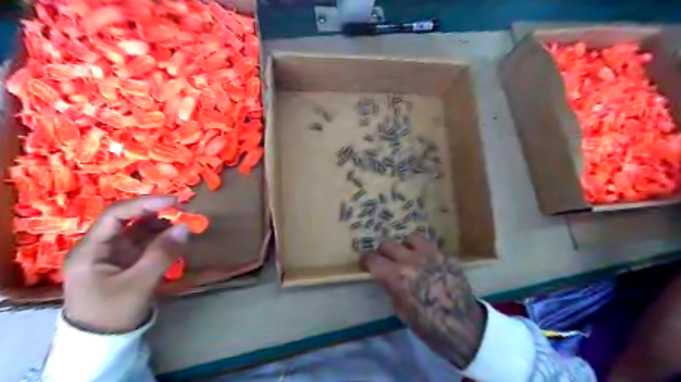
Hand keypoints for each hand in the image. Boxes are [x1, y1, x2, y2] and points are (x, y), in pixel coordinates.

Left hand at [63, 196, 187, 332]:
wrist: (102, 343)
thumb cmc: (113, 312)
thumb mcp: (139, 283)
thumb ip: (163, 253)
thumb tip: (186, 227)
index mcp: (91, 249)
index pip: (116, 215)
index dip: (145, 204)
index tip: (174, 201)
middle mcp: (100, 247)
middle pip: (127, 220)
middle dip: (155, 212)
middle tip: (182, 210)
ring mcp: (113, 255)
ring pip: (138, 231)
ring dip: (160, 225)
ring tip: (183, 225)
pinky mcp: (126, 263)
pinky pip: (145, 244)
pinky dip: (161, 239)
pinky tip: (176, 239)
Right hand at [359, 235, 486, 367]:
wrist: (464, 327)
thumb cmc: (429, 326)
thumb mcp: (402, 312)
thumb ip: (392, 288)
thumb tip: (387, 278)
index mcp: (398, 278)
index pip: (373, 260)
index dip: (365, 261)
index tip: (365, 264)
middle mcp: (411, 261)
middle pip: (388, 245)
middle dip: (382, 253)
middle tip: (384, 261)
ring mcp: (430, 255)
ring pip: (409, 239)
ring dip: (404, 247)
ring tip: (407, 256)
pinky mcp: (445, 255)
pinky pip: (429, 244)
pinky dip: (422, 250)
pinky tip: (425, 259)